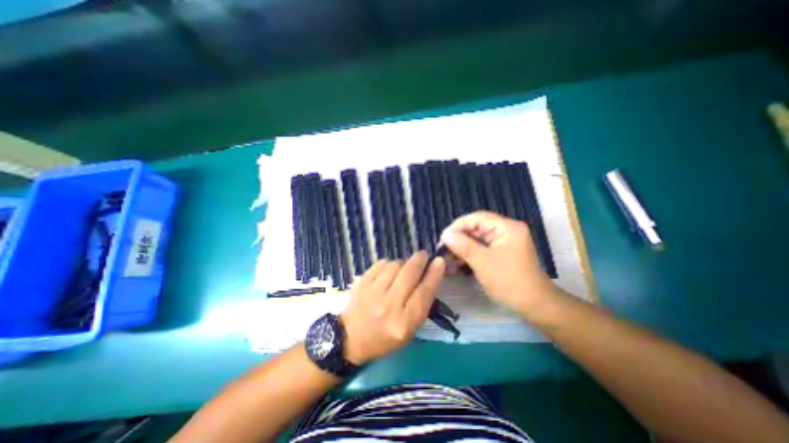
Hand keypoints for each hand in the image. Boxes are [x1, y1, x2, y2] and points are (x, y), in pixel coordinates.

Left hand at [342, 251, 446, 364]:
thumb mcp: (409, 329)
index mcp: (405, 322)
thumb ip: (421, 304)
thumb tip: (430, 275)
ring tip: (403, 268)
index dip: (434, 274)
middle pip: (410, 273)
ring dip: (403, 262)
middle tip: (423, 255)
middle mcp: (389, 306)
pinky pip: (381, 264)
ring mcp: (373, 292)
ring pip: (395, 265)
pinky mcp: (362, 283)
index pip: (424, 292)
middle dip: (420, 259)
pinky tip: (389, 270)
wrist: (351, 337)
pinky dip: (388, 264)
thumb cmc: (385, 337)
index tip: (439, 261)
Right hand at [441, 211, 557, 314]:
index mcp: (507, 227)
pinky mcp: (499, 254)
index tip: (443, 237)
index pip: (477, 218)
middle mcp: (505, 231)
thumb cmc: (510, 282)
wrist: (535, 306)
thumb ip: (463, 246)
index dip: (458, 225)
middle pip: (476, 229)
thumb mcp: (483, 262)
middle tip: (443, 250)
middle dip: (458, 239)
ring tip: (446, 259)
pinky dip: (468, 256)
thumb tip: (445, 234)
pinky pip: (480, 250)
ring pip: (475, 240)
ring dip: (461, 249)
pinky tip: (455, 265)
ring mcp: (502, 243)